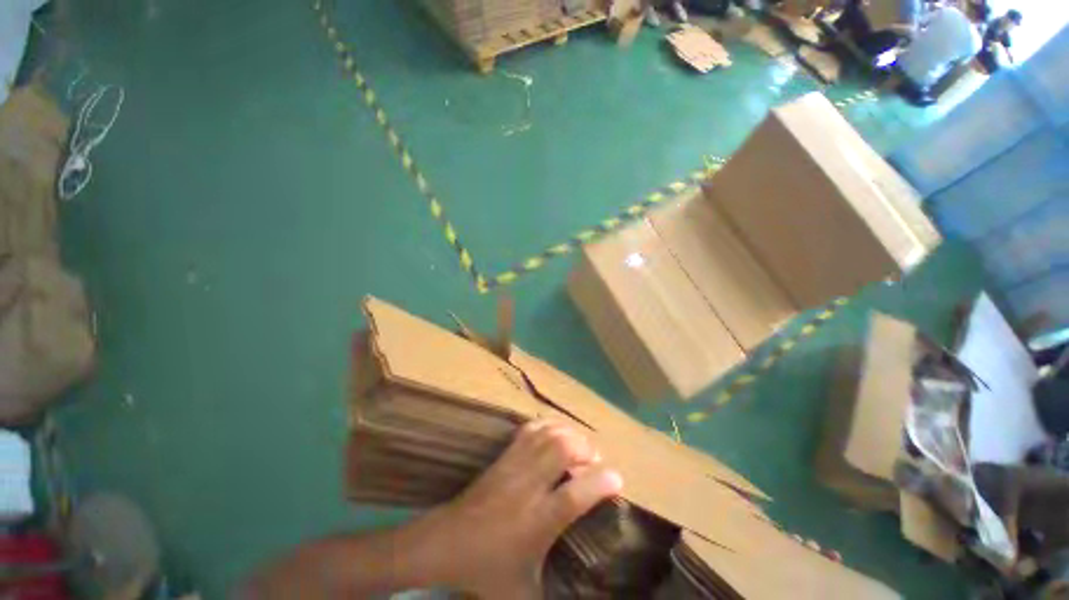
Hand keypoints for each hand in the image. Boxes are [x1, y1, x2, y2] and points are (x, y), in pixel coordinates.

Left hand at [414, 419, 622, 598]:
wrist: (447, 542)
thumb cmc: (487, 569)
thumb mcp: (523, 593)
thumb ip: (553, 596)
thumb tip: (579, 599)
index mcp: (537, 522)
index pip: (575, 495)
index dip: (601, 482)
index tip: (617, 478)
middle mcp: (528, 486)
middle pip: (562, 450)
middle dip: (585, 449)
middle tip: (593, 461)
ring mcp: (515, 465)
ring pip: (547, 435)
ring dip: (569, 435)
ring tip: (578, 446)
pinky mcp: (504, 455)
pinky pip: (529, 429)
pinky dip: (548, 425)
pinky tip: (555, 432)